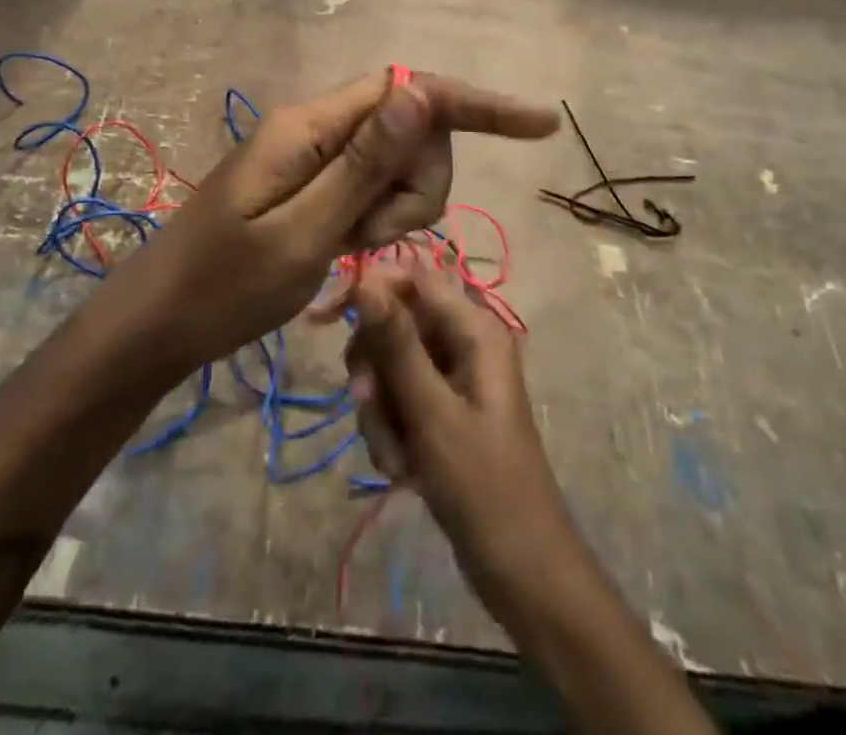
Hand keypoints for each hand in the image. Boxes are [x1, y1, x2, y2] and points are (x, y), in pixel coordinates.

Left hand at [132, 69, 556, 366]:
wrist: (158, 323)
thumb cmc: (222, 287)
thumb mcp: (302, 232)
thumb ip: (364, 163)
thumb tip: (421, 92)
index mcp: (312, 125)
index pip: (410, 88)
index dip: (477, 103)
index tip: (542, 124)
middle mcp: (317, 127)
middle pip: (411, 130)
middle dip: (417, 184)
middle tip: (374, 238)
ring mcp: (314, 157)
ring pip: (397, 165)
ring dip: (397, 209)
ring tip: (351, 251)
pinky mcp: (312, 186)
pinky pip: (369, 189)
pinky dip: (375, 220)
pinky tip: (347, 252)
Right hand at [343, 265, 575, 606]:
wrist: (520, 568)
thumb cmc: (482, 484)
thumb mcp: (431, 411)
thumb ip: (396, 341)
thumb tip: (366, 276)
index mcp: (474, 328)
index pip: (411, 277)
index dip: (369, 288)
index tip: (325, 318)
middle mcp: (463, 342)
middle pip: (394, 323)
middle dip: (375, 369)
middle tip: (370, 405)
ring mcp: (451, 377)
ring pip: (389, 366)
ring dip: (380, 411)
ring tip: (396, 457)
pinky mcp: (440, 409)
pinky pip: (397, 399)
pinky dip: (391, 431)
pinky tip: (402, 470)